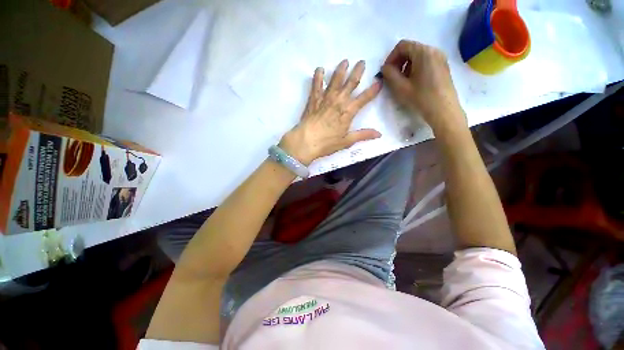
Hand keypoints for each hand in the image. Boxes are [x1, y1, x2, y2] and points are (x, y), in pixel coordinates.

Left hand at [279, 59, 381, 164]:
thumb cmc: (327, 143)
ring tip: (345, 61)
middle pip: (350, 83)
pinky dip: (318, 76)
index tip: (379, 81)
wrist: (306, 141)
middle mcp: (339, 101)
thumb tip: (379, 134)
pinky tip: (320, 69)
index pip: (364, 98)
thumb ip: (363, 135)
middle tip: (362, 62)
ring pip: (335, 80)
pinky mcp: (314, 99)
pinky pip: (316, 84)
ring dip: (341, 70)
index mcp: (348, 112)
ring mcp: (325, 98)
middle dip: (358, 72)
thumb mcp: (347, 141)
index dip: (373, 90)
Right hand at [381, 40, 465, 133]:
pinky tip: (413, 83)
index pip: (402, 45)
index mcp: (423, 52)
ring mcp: (440, 58)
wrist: (444, 110)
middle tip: (393, 77)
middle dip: (398, 62)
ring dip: (406, 66)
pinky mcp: (443, 66)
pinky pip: (425, 62)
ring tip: (402, 82)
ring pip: (418, 56)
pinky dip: (415, 68)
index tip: (386, 71)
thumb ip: (389, 74)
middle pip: (411, 49)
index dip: (391, 57)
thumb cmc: (421, 98)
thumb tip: (385, 68)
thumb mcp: (400, 87)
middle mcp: (434, 50)